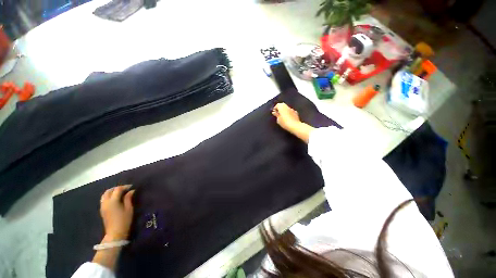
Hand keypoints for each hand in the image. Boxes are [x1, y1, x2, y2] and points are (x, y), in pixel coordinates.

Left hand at [100, 185, 134, 239]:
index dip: (125, 187)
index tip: (132, 187)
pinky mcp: (102, 210)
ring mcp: (102, 206)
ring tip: (120, 193)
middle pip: (109, 191)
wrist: (115, 233)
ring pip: (104, 195)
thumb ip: (128, 198)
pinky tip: (115, 199)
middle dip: (117, 188)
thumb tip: (131, 191)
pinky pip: (103, 199)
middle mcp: (106, 202)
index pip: (117, 189)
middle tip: (125, 189)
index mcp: (113, 201)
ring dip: (112, 192)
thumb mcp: (129, 208)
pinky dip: (109, 196)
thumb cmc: (124, 220)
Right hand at [271, 103, 301, 131]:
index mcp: (282, 107)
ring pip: (287, 108)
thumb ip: (276, 115)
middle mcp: (287, 107)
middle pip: (282, 105)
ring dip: (284, 111)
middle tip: (277, 114)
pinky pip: (290, 111)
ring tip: (282, 116)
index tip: (274, 112)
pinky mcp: (296, 113)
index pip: (277, 105)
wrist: (295, 126)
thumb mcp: (278, 119)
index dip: (275, 108)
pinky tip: (288, 118)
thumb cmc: (285, 123)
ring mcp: (292, 109)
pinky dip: (288, 113)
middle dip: (280, 109)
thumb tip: (274, 112)